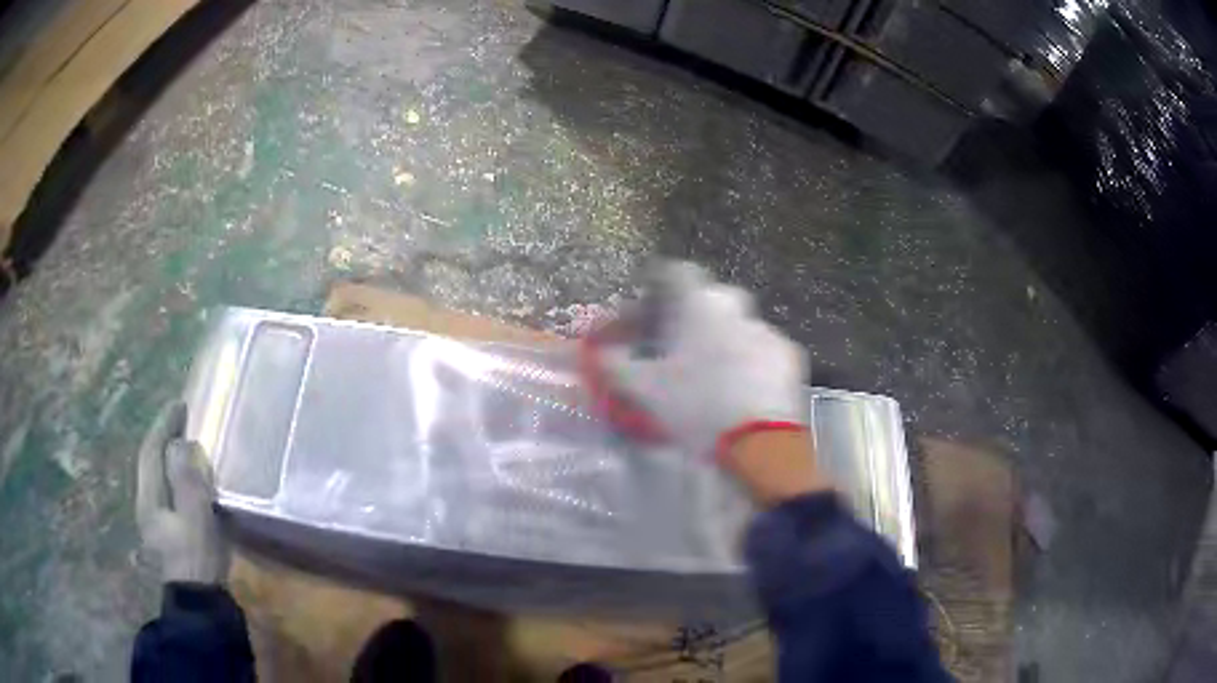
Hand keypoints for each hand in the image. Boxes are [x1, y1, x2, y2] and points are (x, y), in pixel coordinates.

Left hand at [137, 401, 229, 583]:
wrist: (199, 604)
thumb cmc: (197, 558)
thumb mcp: (195, 518)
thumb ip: (187, 480)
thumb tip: (181, 444)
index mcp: (149, 498)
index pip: (151, 451)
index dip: (163, 425)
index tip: (179, 404)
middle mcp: (146, 505)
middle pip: (150, 462)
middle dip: (162, 437)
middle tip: (180, 419)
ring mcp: (155, 521)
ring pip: (157, 477)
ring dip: (167, 456)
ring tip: (183, 442)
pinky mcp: (167, 533)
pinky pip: (166, 491)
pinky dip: (175, 476)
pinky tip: (186, 479)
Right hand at [600, 261, 808, 459]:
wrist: (758, 441)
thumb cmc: (695, 406)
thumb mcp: (643, 390)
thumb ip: (614, 365)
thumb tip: (597, 352)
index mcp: (698, 304)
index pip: (675, 272)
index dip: (658, 282)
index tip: (650, 302)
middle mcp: (734, 307)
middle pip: (709, 297)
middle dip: (692, 314)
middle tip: (677, 343)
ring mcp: (766, 330)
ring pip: (737, 325)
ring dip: (722, 338)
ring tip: (711, 373)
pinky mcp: (789, 355)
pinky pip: (762, 349)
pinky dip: (749, 360)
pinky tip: (742, 388)